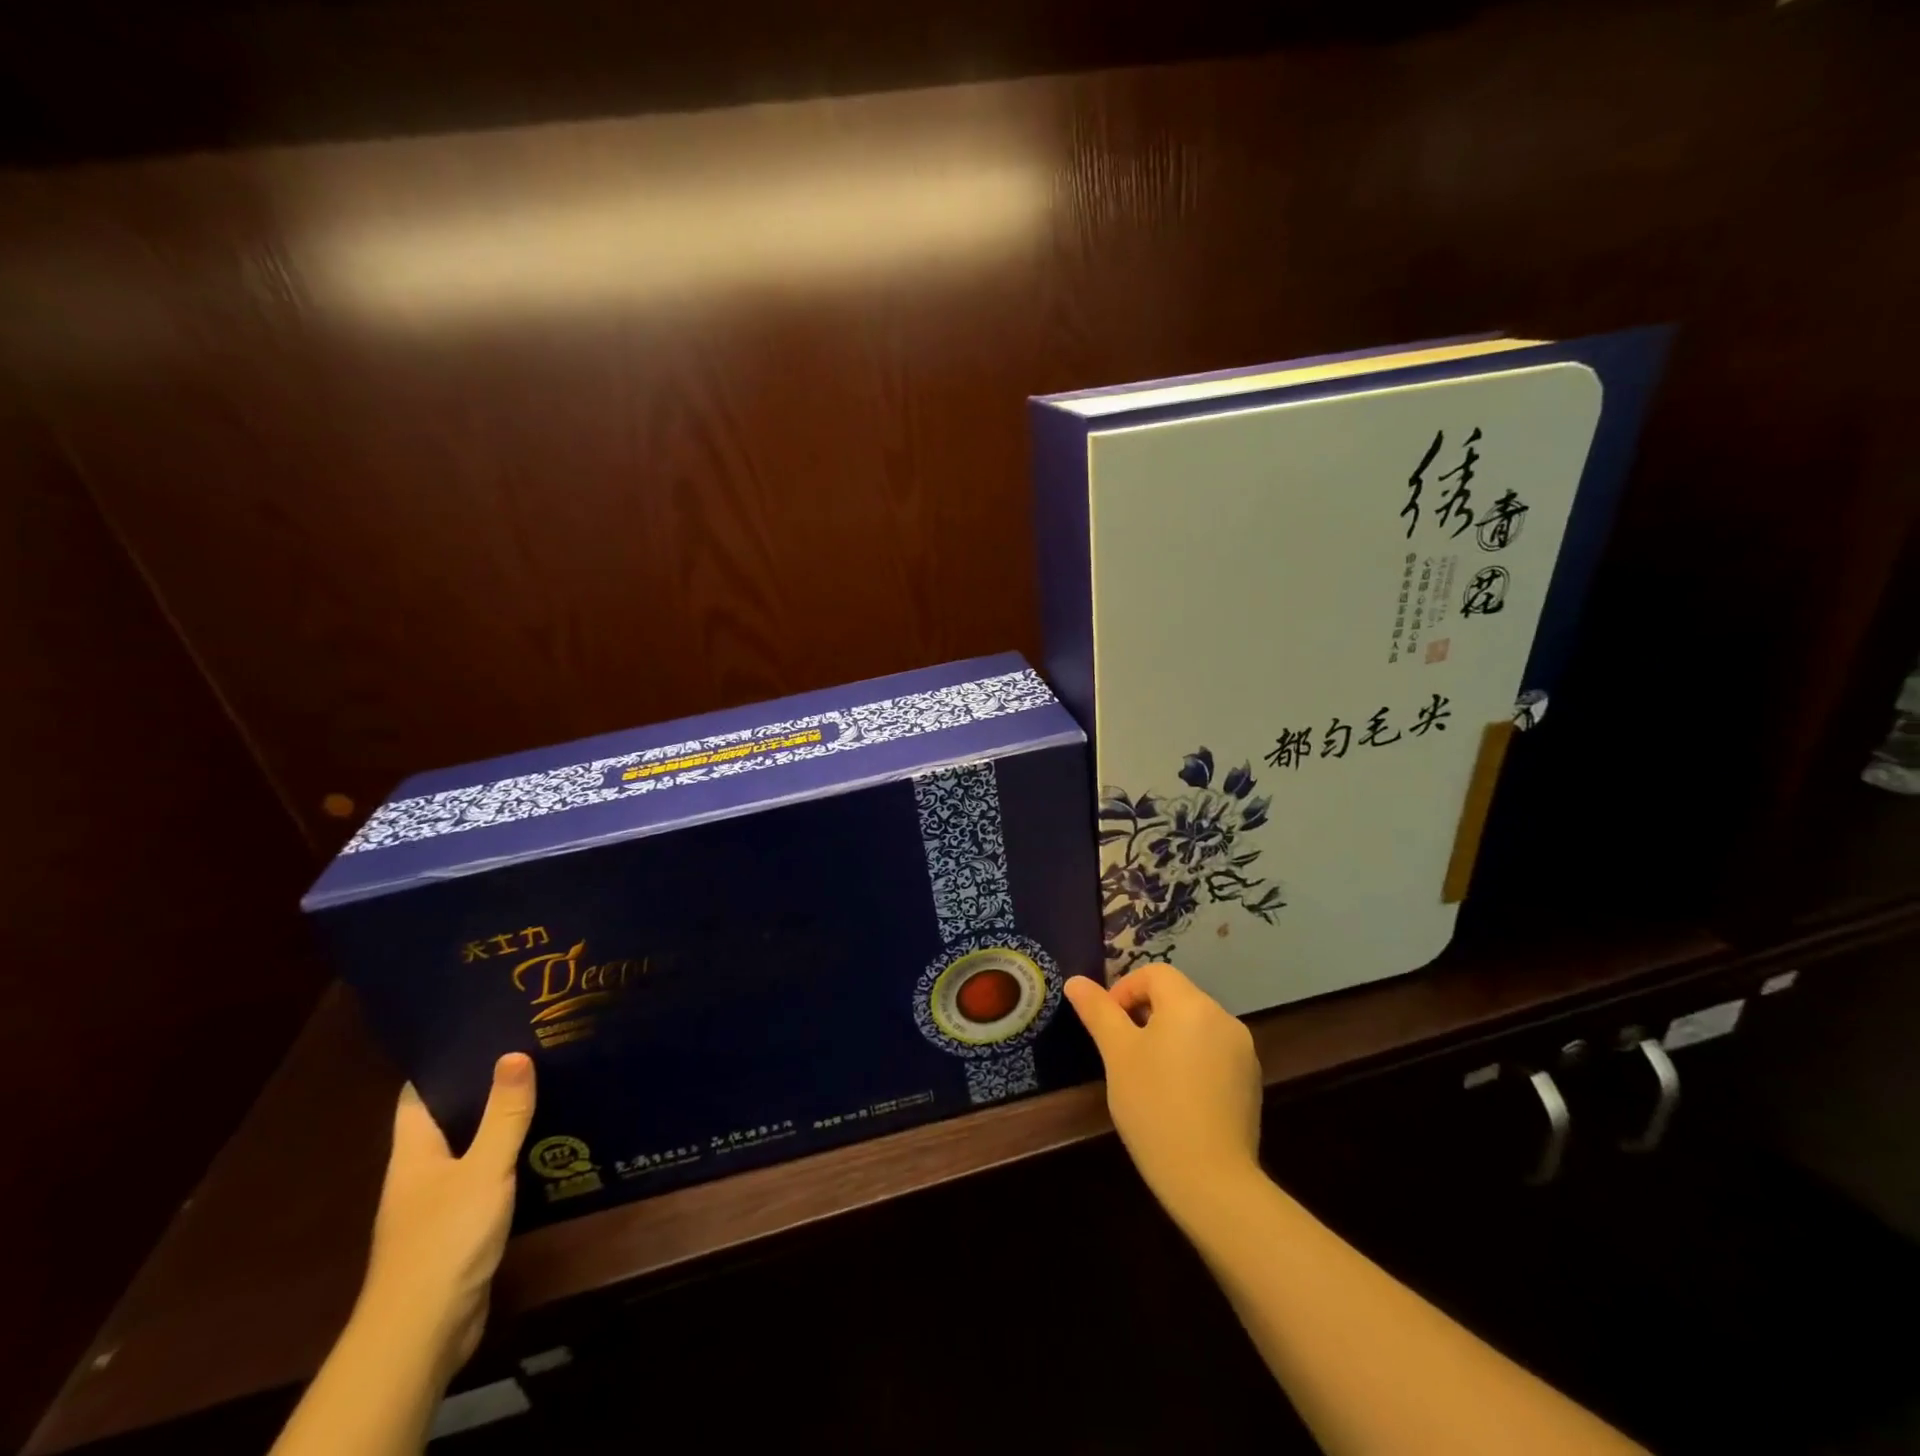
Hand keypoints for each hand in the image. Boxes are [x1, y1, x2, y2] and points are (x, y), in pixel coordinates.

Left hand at [358, 1054, 535, 1379]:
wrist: (423, 1331)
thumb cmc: (446, 1239)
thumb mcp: (484, 1168)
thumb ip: (504, 1114)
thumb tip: (514, 1053)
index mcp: (413, 1153)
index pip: (418, 1094)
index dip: (443, 1061)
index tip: (482, 1030)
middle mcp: (419, 1173)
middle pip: (447, 1118)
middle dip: (482, 1087)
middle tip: (528, 1050)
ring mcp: (436, 1203)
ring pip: (468, 1148)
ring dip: (498, 1124)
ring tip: (543, 1088)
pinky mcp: (458, 1228)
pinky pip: (484, 1179)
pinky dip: (507, 1159)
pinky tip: (542, 1148)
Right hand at [1064, 964, 1262, 1221]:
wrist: (1211, 1180)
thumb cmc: (1154, 1106)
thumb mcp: (1117, 1055)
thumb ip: (1098, 1011)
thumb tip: (1075, 981)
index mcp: (1191, 1004)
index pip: (1154, 974)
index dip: (1125, 990)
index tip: (1109, 1025)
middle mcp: (1223, 1018)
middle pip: (1176, 997)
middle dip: (1145, 1016)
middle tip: (1123, 1053)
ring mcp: (1243, 1051)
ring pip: (1195, 1026)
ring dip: (1168, 1038)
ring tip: (1148, 1077)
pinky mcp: (1251, 1082)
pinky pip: (1213, 1053)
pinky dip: (1191, 1060)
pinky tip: (1177, 1097)